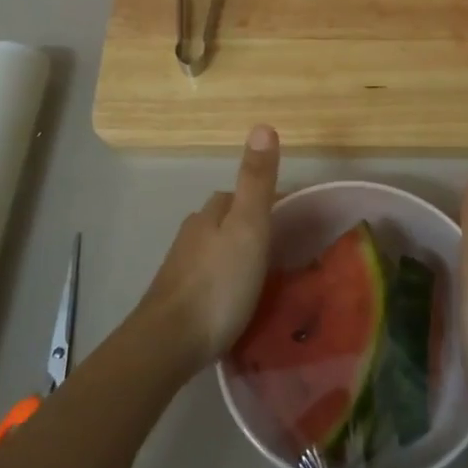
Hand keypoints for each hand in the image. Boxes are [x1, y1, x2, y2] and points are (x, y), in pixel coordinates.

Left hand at [137, 126, 280, 369]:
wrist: (168, 342)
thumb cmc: (218, 283)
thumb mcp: (248, 228)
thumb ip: (256, 181)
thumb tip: (262, 124)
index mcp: (210, 213)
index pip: (241, 193)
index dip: (270, 201)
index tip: (299, 219)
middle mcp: (192, 233)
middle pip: (227, 219)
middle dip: (253, 226)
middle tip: (288, 249)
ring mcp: (181, 266)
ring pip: (216, 248)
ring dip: (239, 253)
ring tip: (268, 276)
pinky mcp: (178, 297)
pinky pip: (210, 277)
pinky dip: (227, 279)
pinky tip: (239, 299)